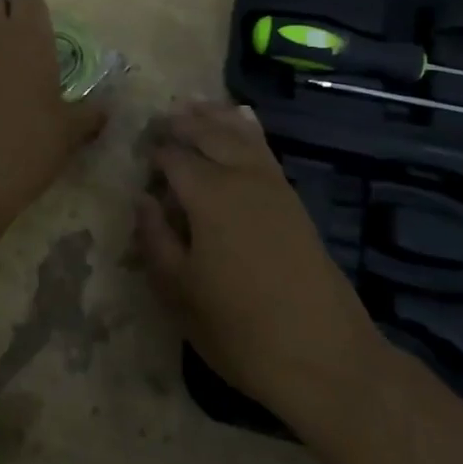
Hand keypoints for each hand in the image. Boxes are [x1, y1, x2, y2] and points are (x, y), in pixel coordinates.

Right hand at [135, 101, 377, 422]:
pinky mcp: (293, 199)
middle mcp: (241, 177)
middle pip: (207, 133)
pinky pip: (264, 148)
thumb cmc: (240, 329)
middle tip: (158, 120)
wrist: (325, 357)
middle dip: (181, 123)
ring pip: (239, 133)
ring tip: (192, 106)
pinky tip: (242, 121)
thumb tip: (142, 198)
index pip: (172, 156)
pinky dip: (247, 128)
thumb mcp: (180, 292)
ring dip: (213, 117)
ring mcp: (273, 185)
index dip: (152, 151)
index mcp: (208, 195)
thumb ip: (155, 239)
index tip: (137, 153)